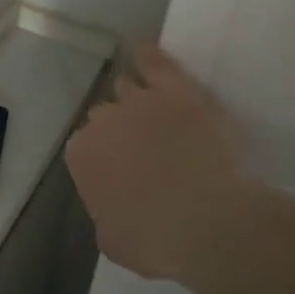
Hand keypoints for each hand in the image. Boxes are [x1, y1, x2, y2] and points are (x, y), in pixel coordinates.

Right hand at [65, 44, 280, 288]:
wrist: (212, 224)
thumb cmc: (160, 242)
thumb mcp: (114, 243)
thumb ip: (102, 214)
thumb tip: (108, 204)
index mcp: (82, 156)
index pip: (85, 147)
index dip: (104, 158)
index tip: (122, 171)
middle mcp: (102, 121)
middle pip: (103, 115)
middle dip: (118, 128)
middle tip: (143, 148)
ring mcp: (139, 101)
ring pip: (126, 86)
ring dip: (133, 98)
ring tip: (152, 111)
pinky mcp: (176, 90)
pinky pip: (154, 61)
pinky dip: (146, 56)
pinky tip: (143, 50)